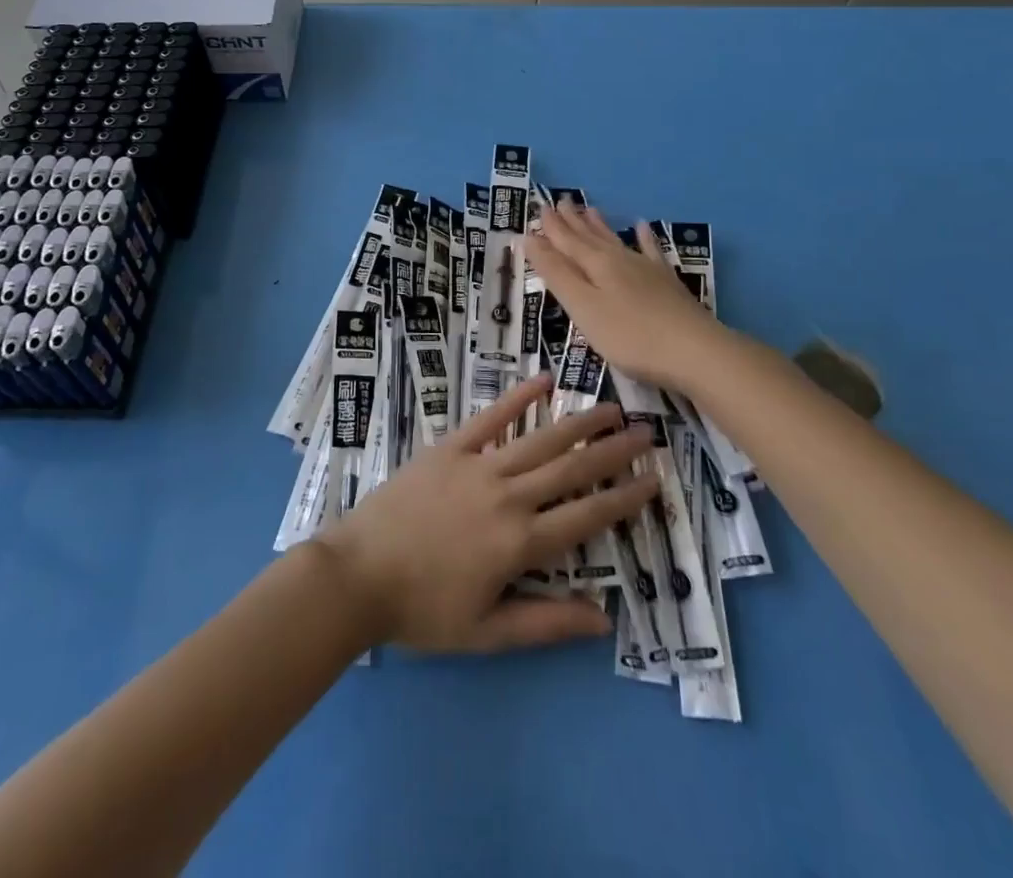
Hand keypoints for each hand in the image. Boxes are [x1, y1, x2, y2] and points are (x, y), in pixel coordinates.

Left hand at [314, 375, 657, 652]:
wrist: (358, 574)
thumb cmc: (422, 610)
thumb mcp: (487, 632)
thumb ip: (546, 623)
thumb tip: (603, 618)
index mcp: (520, 542)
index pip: (586, 516)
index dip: (624, 498)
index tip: (654, 479)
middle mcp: (508, 496)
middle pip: (571, 470)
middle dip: (613, 452)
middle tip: (647, 433)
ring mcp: (478, 465)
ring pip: (540, 440)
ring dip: (579, 423)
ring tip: (611, 408)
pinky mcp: (450, 448)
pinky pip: (491, 419)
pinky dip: (518, 398)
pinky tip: (543, 380)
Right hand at [526, 201, 729, 390]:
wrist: (696, 351)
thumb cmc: (630, 335)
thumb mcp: (583, 307)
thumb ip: (557, 274)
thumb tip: (530, 239)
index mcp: (595, 264)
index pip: (566, 241)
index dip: (550, 228)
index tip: (538, 209)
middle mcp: (619, 259)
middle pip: (590, 237)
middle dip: (571, 221)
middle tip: (559, 201)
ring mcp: (646, 269)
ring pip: (616, 240)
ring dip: (599, 225)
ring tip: (589, 208)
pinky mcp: (667, 283)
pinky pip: (651, 251)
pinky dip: (644, 238)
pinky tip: (643, 227)